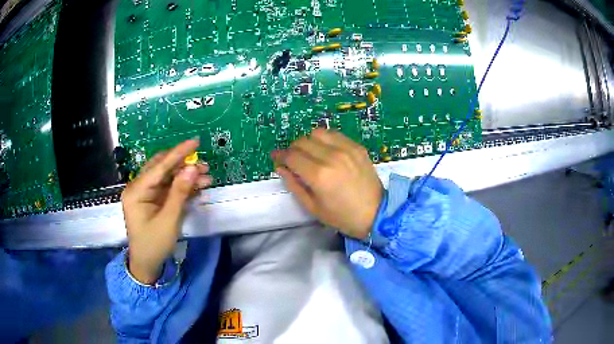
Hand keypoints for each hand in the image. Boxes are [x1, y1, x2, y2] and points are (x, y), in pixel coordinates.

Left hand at [121, 139, 211, 283]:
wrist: (147, 264)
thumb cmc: (154, 244)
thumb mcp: (169, 219)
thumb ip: (180, 192)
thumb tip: (192, 168)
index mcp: (136, 190)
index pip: (159, 166)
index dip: (178, 153)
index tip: (195, 141)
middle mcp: (139, 187)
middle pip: (162, 168)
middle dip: (183, 164)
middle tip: (203, 163)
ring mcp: (146, 194)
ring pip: (168, 177)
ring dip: (185, 176)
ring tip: (206, 177)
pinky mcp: (154, 201)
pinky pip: (169, 188)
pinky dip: (183, 187)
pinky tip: (198, 186)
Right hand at [272, 129, 382, 238]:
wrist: (375, 213)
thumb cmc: (341, 215)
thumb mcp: (312, 206)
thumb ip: (294, 184)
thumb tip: (280, 167)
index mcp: (319, 175)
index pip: (292, 156)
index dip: (280, 156)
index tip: (276, 158)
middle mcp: (332, 157)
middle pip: (302, 141)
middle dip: (292, 149)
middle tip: (292, 159)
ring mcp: (347, 149)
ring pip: (317, 133)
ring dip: (308, 141)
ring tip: (309, 153)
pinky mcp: (357, 147)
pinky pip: (335, 134)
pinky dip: (325, 139)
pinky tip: (326, 150)